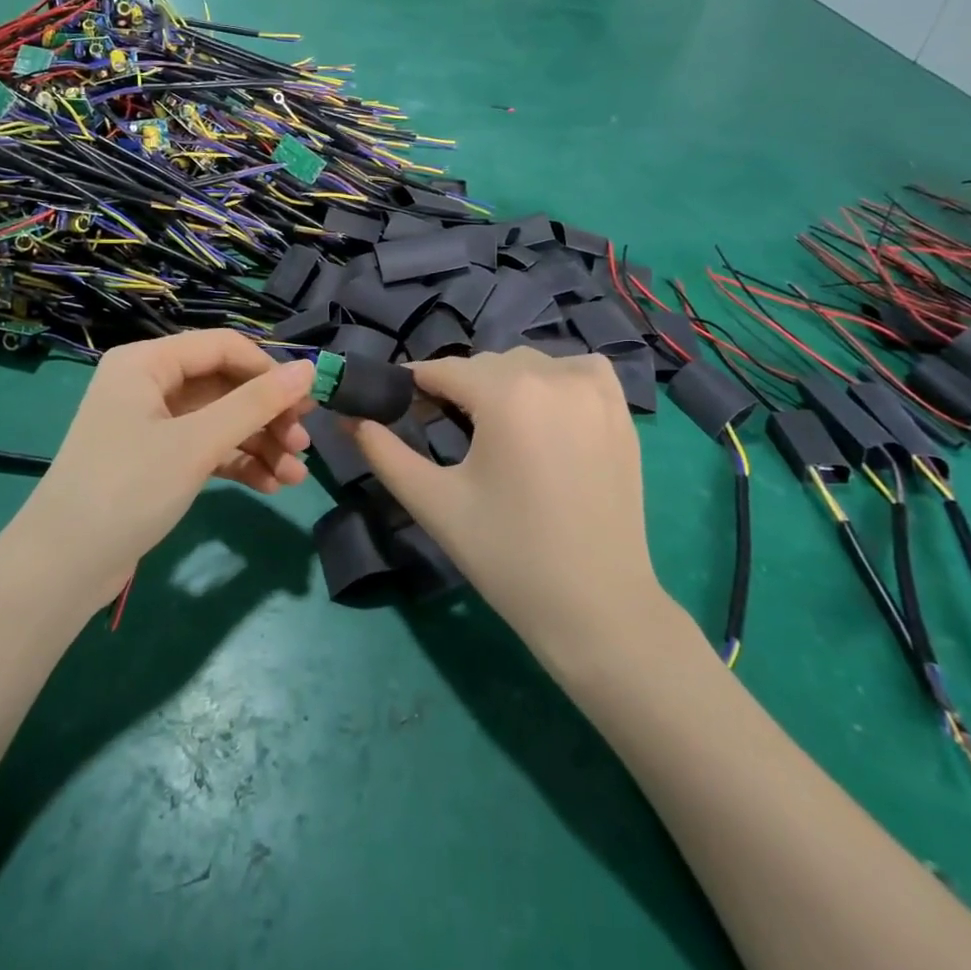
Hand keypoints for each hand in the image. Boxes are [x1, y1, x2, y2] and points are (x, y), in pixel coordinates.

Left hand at [12, 330, 316, 606]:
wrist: (62, 568)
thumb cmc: (128, 488)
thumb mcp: (197, 443)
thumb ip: (255, 404)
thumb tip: (311, 369)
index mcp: (147, 361)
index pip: (223, 347)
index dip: (268, 371)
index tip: (307, 403)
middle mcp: (149, 384)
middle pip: (224, 385)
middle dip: (267, 415)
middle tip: (303, 445)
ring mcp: (152, 424)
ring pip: (220, 420)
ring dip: (259, 444)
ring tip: (295, 475)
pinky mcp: (157, 459)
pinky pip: (207, 448)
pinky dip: (237, 463)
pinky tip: (270, 485)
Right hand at [353, 348, 659, 654]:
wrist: (594, 606)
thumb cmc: (506, 555)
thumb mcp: (433, 502)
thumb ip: (383, 453)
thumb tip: (349, 418)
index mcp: (507, 394)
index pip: (444, 370)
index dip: (415, 386)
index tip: (401, 408)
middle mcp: (553, 377)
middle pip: (485, 365)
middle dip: (458, 388)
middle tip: (444, 430)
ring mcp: (595, 391)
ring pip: (530, 364)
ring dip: (504, 383)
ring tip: (496, 428)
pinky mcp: (621, 412)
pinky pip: (579, 370)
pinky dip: (557, 378)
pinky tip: (547, 411)